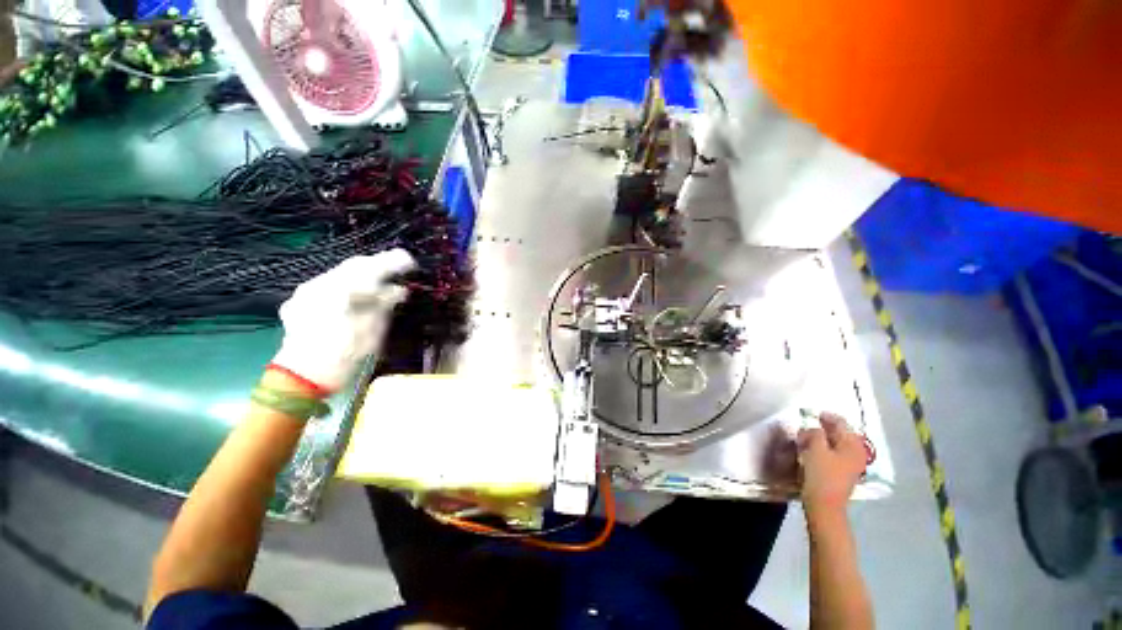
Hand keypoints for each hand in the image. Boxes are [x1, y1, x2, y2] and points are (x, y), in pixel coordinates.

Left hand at [271, 250, 414, 392]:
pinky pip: (328, 285)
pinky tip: (355, 297)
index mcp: (342, 289)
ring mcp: (306, 292)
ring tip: (380, 283)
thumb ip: (385, 304)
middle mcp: (321, 284)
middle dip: (378, 265)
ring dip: (362, 275)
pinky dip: (346, 287)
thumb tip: (399, 290)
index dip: (394, 261)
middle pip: (354, 265)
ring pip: (340, 274)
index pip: (372, 266)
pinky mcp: (299, 302)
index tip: (411, 261)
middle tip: (398, 269)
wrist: (302, 378)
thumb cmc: (344, 355)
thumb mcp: (373, 329)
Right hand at [798, 412, 867, 515]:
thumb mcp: (815, 448)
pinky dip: (823, 448)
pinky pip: (833, 453)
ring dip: (821, 439)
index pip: (841, 423)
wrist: (824, 505)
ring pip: (835, 444)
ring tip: (806, 438)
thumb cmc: (821, 474)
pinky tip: (811, 450)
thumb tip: (814, 429)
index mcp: (852, 445)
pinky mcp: (843, 472)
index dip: (827, 416)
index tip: (813, 413)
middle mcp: (856, 452)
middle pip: (840, 434)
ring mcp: (851, 464)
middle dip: (823, 428)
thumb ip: (815, 433)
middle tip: (807, 426)